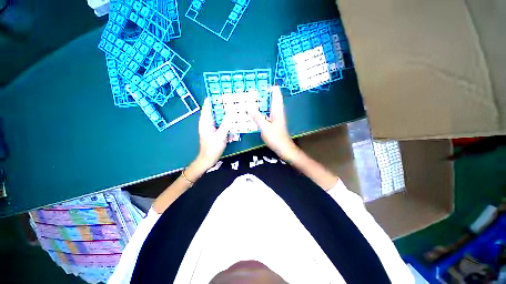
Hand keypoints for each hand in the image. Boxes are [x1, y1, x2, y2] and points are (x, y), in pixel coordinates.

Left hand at [196, 98, 230, 169]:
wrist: (209, 159)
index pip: (208, 105)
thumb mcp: (220, 135)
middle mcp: (208, 121)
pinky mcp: (216, 130)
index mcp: (206, 121)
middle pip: (215, 109)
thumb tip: (231, 110)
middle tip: (234, 100)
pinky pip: (222, 123)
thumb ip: (226, 123)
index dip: (214, 98)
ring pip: (220, 116)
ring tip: (236, 109)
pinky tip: (234, 121)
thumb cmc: (212, 147)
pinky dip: (227, 121)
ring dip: (227, 113)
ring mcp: (212, 126)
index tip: (223, 92)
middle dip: (224, 105)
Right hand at [250, 86, 299, 161]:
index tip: (259, 84)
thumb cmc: (275, 138)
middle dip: (263, 93)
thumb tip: (249, 107)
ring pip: (270, 104)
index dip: (269, 86)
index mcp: (277, 109)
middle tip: (251, 90)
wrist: (283, 148)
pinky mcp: (274, 121)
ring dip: (262, 101)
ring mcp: (276, 116)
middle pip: (272, 97)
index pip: (276, 93)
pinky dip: (262, 109)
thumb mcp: (264, 127)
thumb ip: (257, 117)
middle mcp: (278, 111)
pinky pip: (268, 111)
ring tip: (251, 98)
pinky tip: (255, 111)